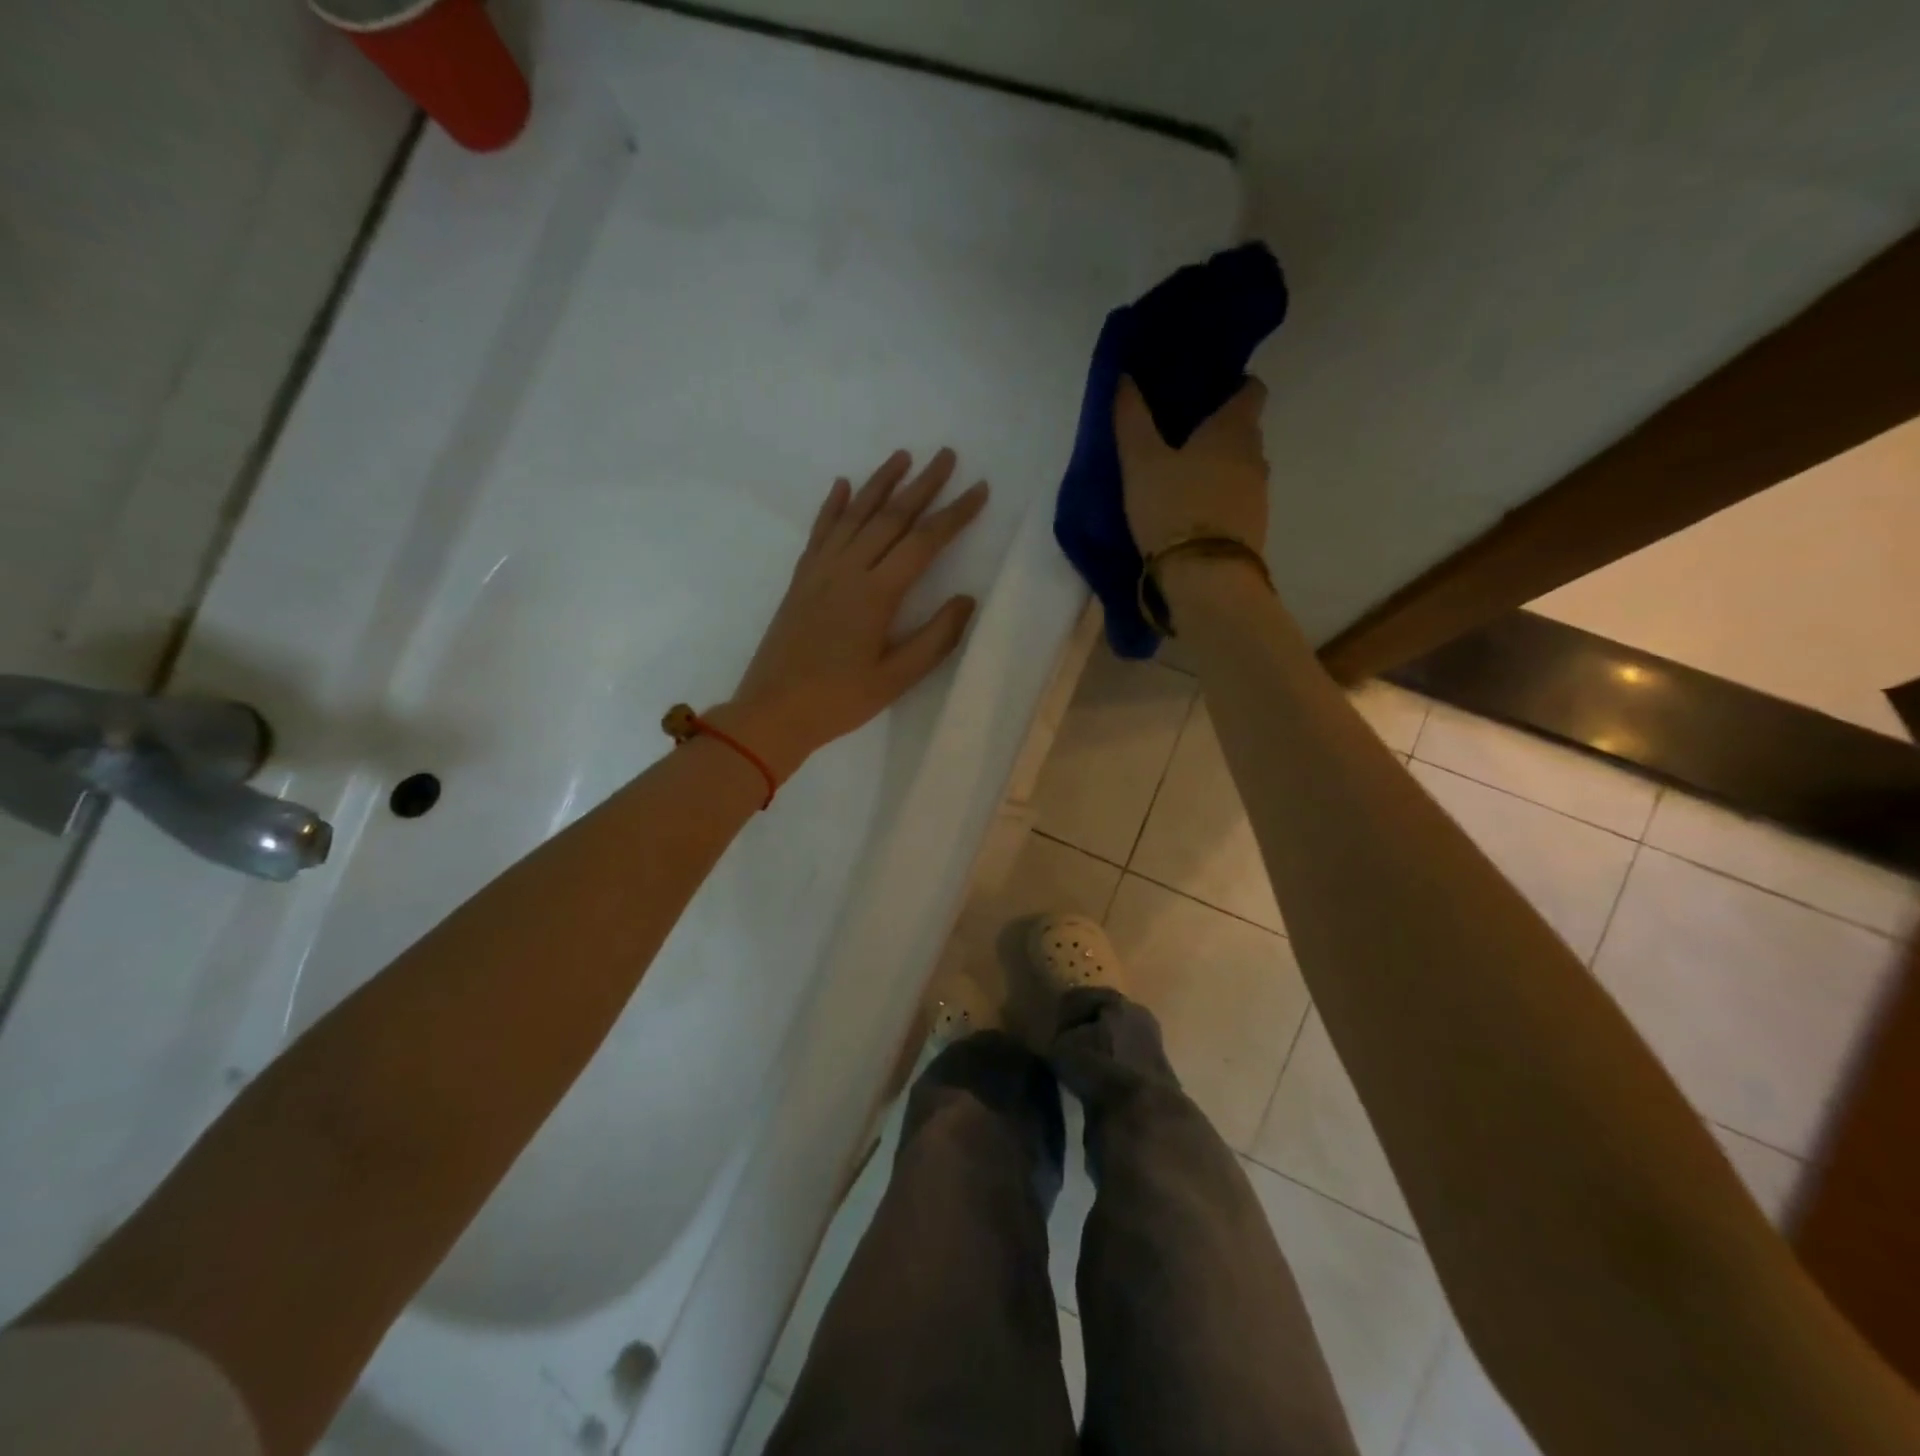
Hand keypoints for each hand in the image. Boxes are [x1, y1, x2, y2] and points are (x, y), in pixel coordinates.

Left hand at [716, 449, 988, 779]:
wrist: (773, 711)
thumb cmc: (839, 700)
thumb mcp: (896, 678)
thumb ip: (935, 638)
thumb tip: (966, 599)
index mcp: (876, 594)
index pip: (924, 542)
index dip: (955, 514)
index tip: (979, 490)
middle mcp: (848, 570)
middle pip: (890, 517)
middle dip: (922, 485)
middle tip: (946, 455)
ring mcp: (820, 571)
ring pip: (854, 515)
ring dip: (879, 483)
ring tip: (902, 456)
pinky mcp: (801, 579)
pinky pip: (820, 532)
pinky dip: (832, 506)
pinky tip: (841, 486)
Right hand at [1113, 375, 1269, 559]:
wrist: (1205, 578)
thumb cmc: (1173, 508)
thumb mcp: (1141, 462)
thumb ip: (1132, 419)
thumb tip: (1124, 377)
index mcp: (1233, 429)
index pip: (1250, 390)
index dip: (1232, 386)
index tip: (1207, 391)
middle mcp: (1255, 456)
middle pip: (1244, 432)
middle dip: (1219, 431)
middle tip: (1182, 437)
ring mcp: (1258, 495)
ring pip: (1240, 469)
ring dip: (1218, 469)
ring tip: (1183, 477)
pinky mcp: (1253, 528)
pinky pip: (1236, 501)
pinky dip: (1218, 499)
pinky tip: (1192, 511)